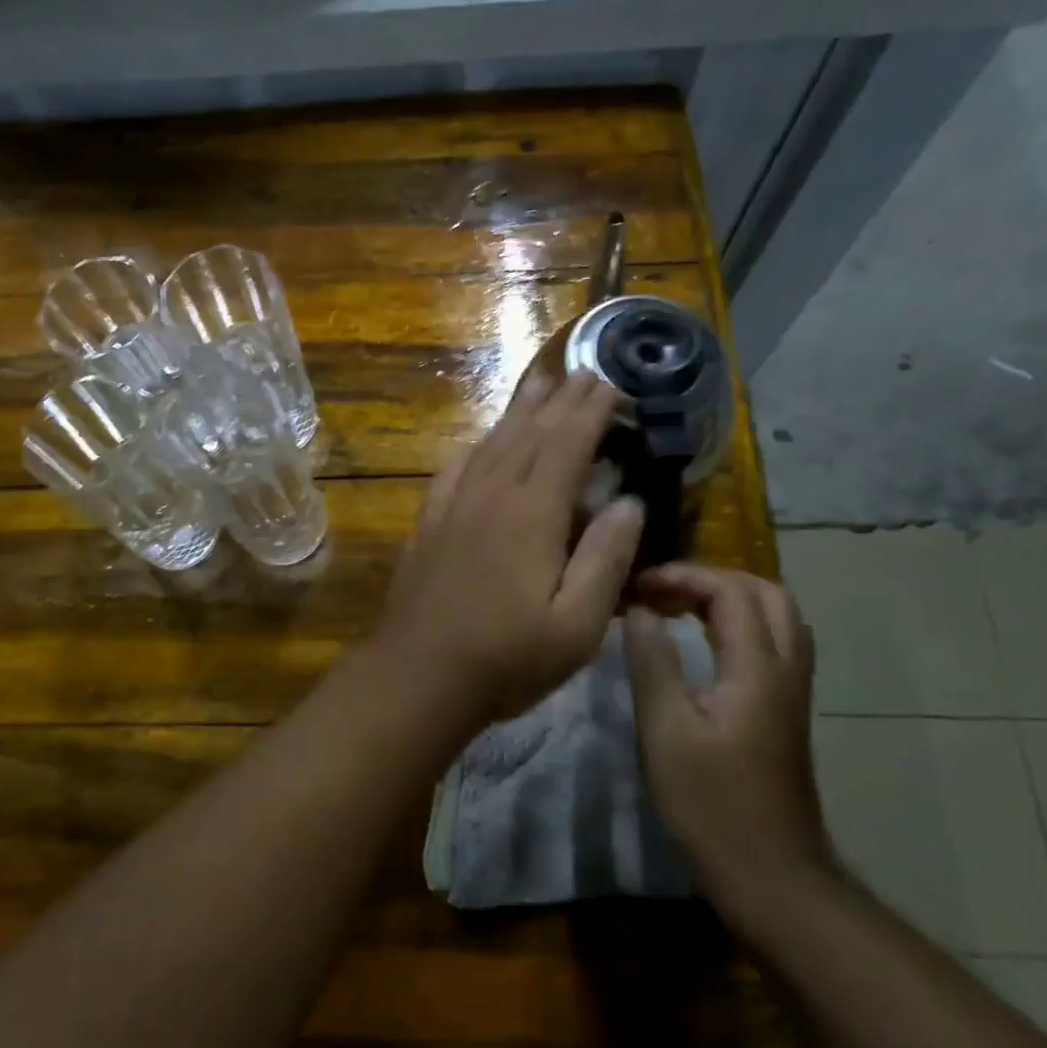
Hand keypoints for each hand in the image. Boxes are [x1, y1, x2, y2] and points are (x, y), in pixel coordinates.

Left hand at [372, 370, 644, 731]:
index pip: (567, 445)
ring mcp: (453, 507)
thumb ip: (606, 558)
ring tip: (538, 386)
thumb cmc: (506, 658)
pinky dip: (475, 446)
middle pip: (529, 435)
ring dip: (518, 413)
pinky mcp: (428, 524)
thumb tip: (629, 501)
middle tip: (581, 373)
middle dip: (560, 401)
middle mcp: (491, 496)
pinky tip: (479, 442)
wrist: (417, 675)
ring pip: (491, 444)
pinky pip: (454, 469)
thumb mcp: (577, 624)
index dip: (590, 411)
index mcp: (532, 514)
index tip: (609, 383)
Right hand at [622, 565, 833, 918]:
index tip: (637, 587)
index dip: (683, 577)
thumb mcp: (666, 731)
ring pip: (777, 617)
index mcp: (757, 669)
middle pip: (767, 593)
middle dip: (712, 578)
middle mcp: (785, 670)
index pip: (731, 591)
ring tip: (679, 607)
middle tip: (661, 590)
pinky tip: (704, 642)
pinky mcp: (785, 712)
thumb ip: (652, 662)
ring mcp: (792, 692)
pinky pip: (774, 642)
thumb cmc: (711, 805)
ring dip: (730, 598)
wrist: (772, 876)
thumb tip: (638, 610)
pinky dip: (740, 623)